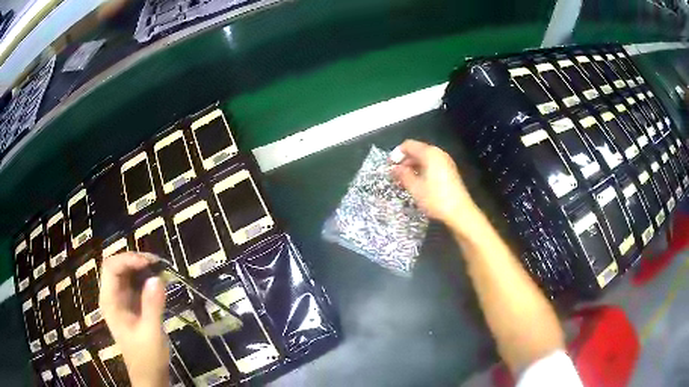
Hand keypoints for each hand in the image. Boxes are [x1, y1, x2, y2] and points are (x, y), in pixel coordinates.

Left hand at [99, 252, 169, 386]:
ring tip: (160, 269)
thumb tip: (157, 277)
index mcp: (110, 301)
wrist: (149, 376)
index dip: (128, 259)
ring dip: (141, 267)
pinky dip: (145, 278)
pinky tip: (158, 281)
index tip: (150, 264)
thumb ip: (153, 306)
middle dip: (135, 260)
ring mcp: (120, 300)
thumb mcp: (151, 333)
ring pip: (125, 272)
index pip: (111, 267)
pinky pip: (134, 283)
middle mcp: (112, 296)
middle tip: (157, 264)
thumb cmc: (147, 357)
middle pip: (117, 266)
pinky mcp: (130, 305)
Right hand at [391, 140, 480, 231]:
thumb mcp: (415, 188)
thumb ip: (403, 175)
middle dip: (404, 161)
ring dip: (412, 167)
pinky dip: (422, 170)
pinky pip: (431, 165)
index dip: (397, 154)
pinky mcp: (449, 171)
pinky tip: (417, 183)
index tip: (389, 167)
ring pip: (424, 158)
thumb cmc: (436, 198)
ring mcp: (446, 162)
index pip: (409, 145)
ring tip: (404, 181)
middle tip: (395, 175)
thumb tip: (394, 168)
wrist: (460, 212)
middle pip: (417, 150)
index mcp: (430, 154)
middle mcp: (439, 153)